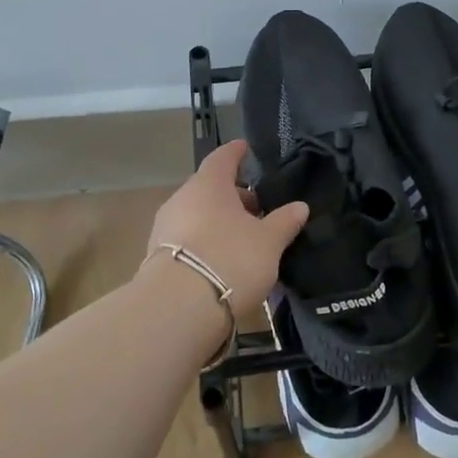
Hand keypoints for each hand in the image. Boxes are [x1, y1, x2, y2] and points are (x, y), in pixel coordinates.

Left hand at [143, 140, 309, 307]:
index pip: (223, 158)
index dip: (236, 153)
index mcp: (209, 184)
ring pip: (198, 214)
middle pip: (210, 188)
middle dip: (234, 196)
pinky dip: (206, 241)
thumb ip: (285, 221)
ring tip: (244, 238)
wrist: (178, 309)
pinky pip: (188, 239)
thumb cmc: (230, 259)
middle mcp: (182, 199)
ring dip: (220, 221)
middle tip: (258, 209)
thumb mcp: (269, 242)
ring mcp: (165, 228)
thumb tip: (300, 206)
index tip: (246, 148)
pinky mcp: (157, 257)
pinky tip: (223, 260)